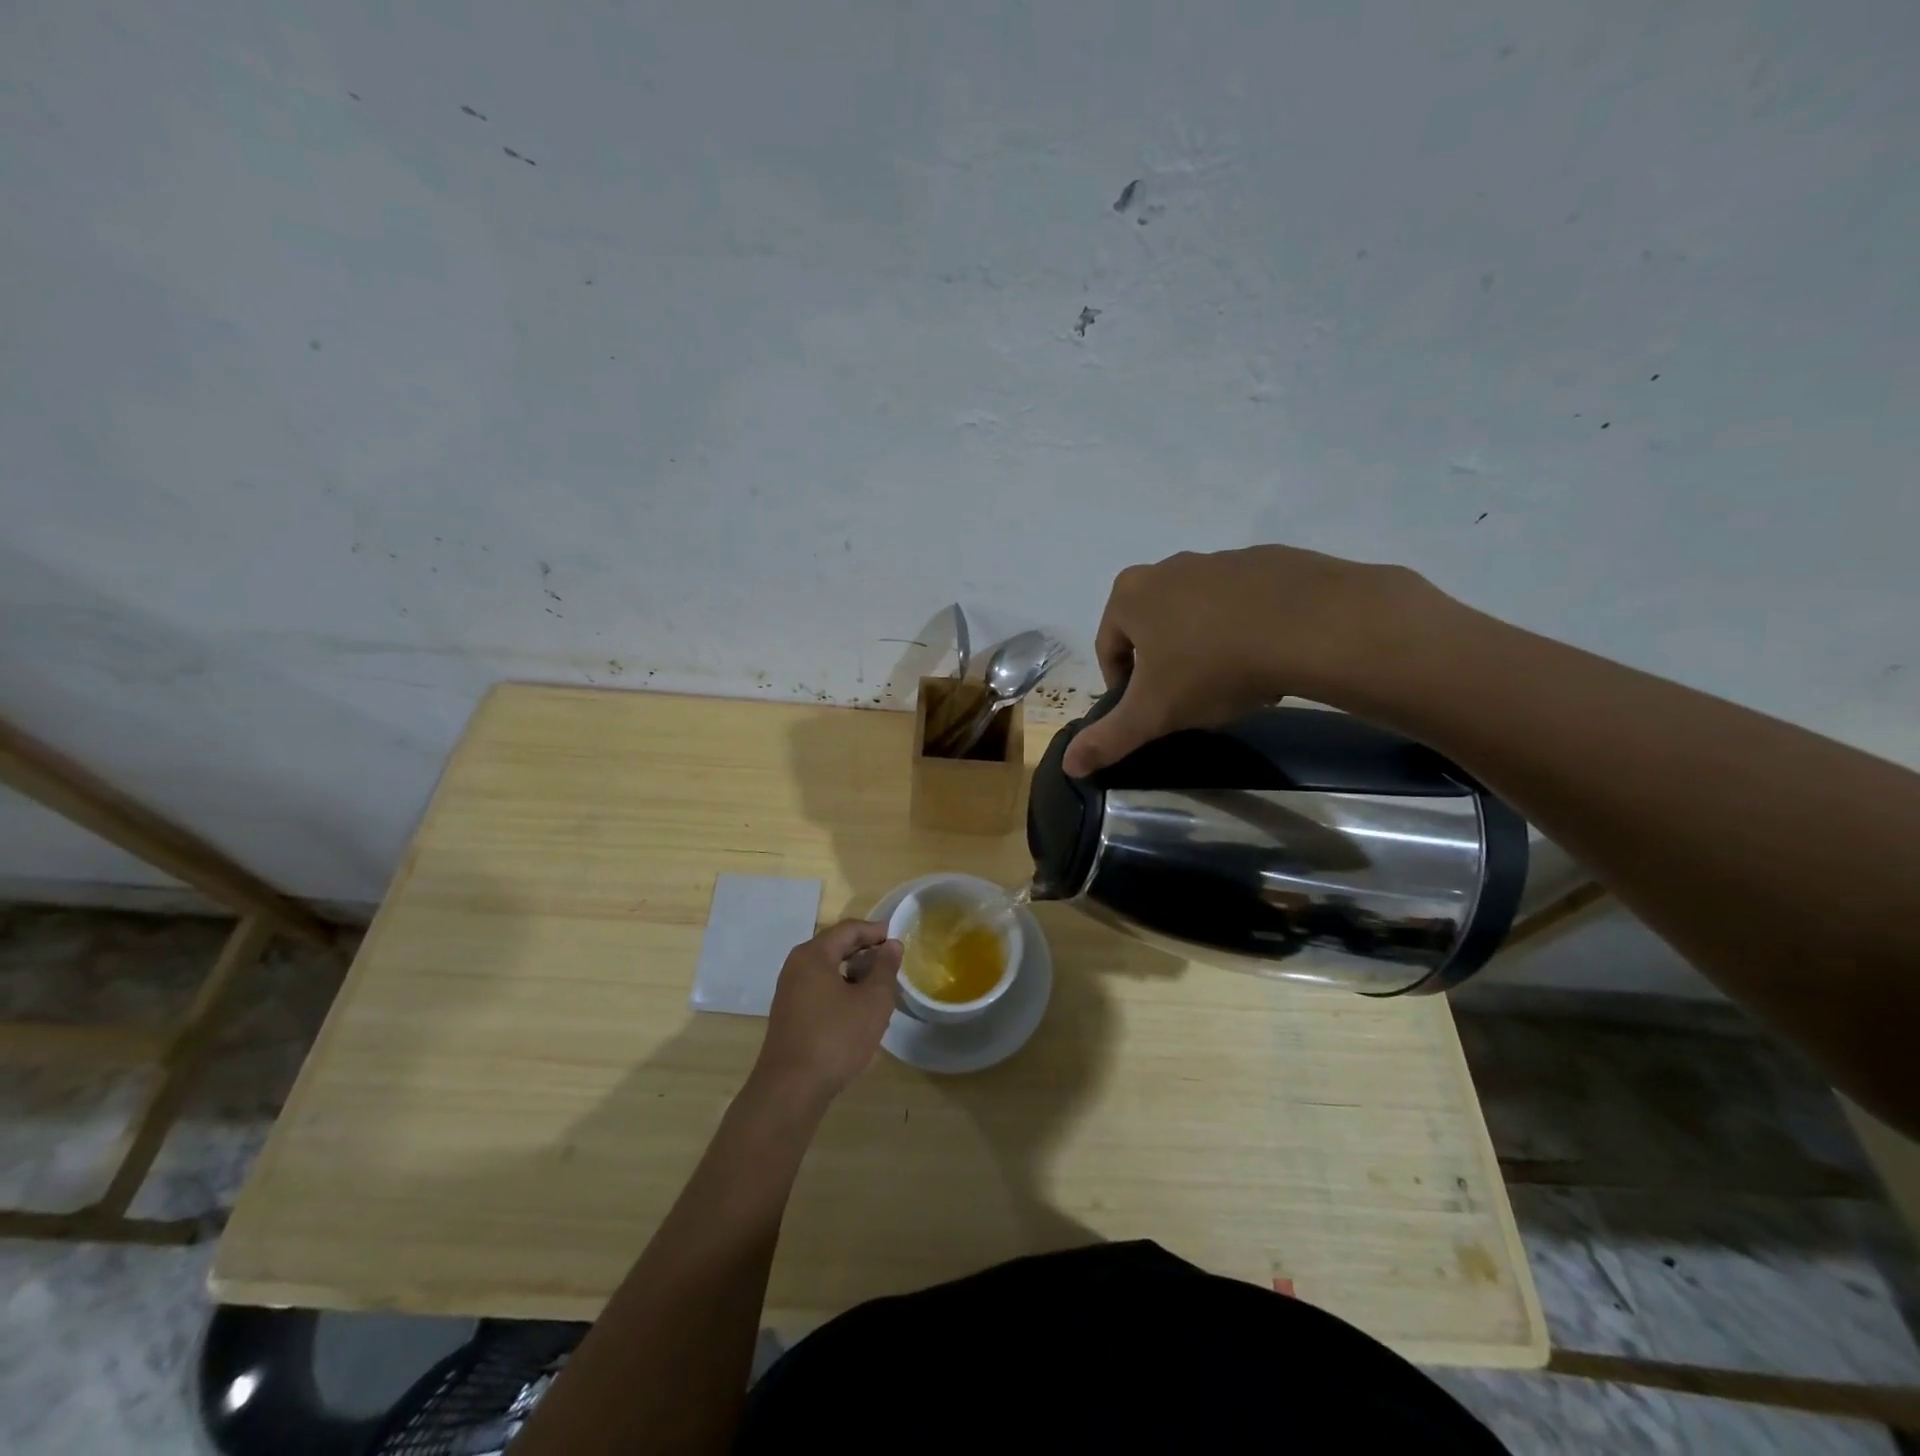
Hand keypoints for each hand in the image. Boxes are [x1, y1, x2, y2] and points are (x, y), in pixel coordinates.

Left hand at [752, 919, 902, 1102]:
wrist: (790, 1090)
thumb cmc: (835, 1038)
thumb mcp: (873, 1002)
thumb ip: (885, 968)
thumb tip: (892, 945)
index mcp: (813, 955)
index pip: (848, 929)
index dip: (876, 931)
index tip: (899, 939)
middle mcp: (796, 966)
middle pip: (836, 946)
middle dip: (866, 951)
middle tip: (893, 962)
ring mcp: (790, 991)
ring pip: (828, 969)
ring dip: (855, 972)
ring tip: (881, 986)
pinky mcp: (790, 1014)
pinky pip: (820, 988)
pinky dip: (842, 989)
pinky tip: (859, 1009)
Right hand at [1062, 545, 1454, 776]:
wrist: (1310, 625)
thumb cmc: (1213, 667)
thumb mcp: (1154, 713)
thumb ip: (1108, 738)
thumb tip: (1068, 765)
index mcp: (1130, 596)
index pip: (1109, 648)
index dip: (1122, 686)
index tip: (1149, 710)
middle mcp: (1167, 568)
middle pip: (1151, 627)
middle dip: (1163, 663)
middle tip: (1188, 697)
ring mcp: (1218, 560)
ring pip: (1195, 614)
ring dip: (1202, 645)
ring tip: (1230, 680)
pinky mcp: (1265, 560)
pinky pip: (1240, 603)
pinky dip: (1242, 628)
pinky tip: (1264, 656)